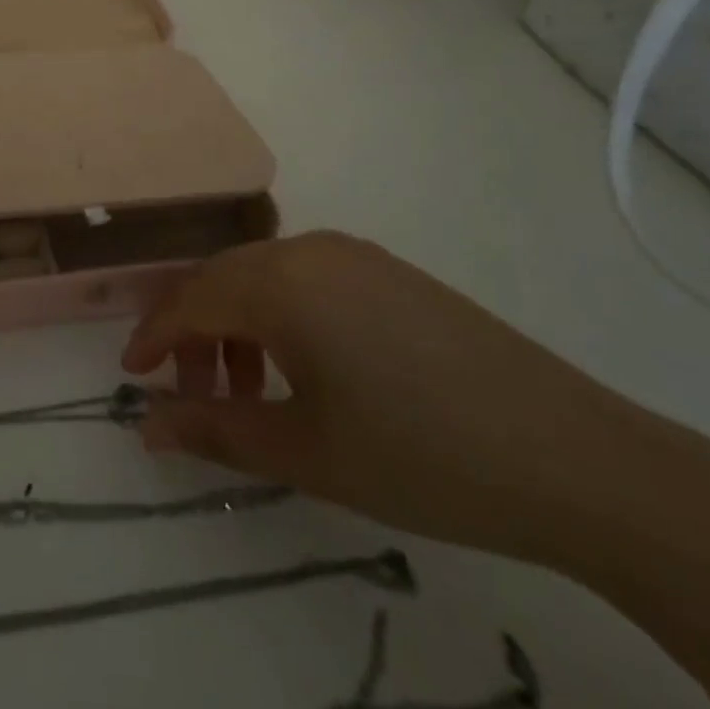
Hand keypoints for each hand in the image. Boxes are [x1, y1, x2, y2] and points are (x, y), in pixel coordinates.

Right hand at [123, 232, 658, 561]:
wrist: (577, 459)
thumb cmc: (420, 456)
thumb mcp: (305, 452)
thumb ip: (215, 430)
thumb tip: (147, 425)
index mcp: (280, 282)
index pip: (190, 299)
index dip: (154, 337)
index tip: (132, 376)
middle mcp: (309, 249)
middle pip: (224, 280)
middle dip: (195, 334)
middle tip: (192, 395)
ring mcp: (355, 254)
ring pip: (265, 277)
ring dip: (239, 325)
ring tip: (250, 391)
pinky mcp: (390, 271)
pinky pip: (307, 279)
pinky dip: (282, 316)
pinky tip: (304, 368)